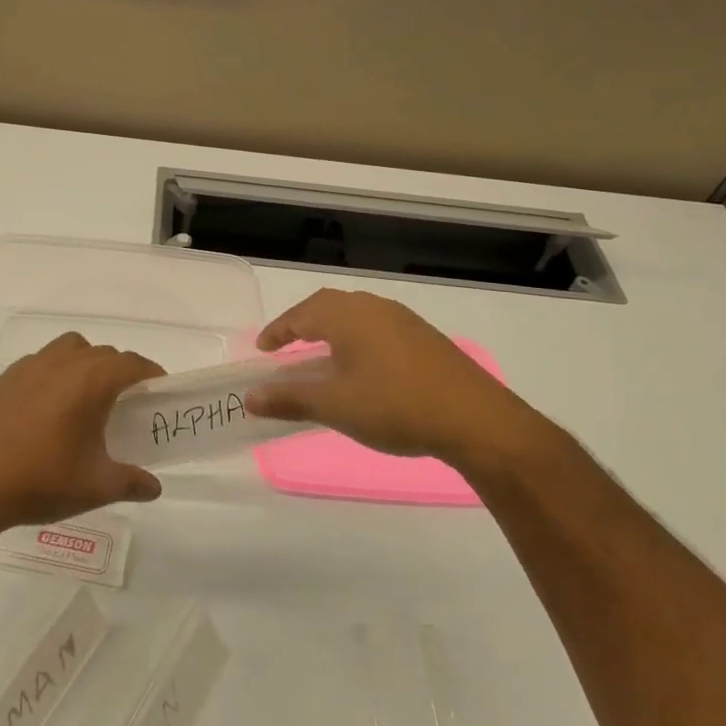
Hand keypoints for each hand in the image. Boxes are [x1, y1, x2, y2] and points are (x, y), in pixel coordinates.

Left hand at [0, 333, 165, 537]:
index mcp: (90, 381)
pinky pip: (41, 362)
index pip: (132, 363)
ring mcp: (29, 367)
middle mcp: (62, 363)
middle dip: (120, 370)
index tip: (159, 391)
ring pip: (70, 349)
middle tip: (127, 403)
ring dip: (86, 363)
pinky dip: (55, 373)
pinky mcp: (4, 379)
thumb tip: (155, 487)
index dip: (151, 374)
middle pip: (103, 353)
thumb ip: (131, 482)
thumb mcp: (94, 487)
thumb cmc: (40, 482)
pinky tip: (47, 408)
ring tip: (86, 398)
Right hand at [244, 289, 567, 481]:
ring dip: (332, 332)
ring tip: (320, 358)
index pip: (301, 314)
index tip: (262, 348)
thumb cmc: (394, 406)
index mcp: (348, 315)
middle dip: (303, 325)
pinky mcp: (425, 339)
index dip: (278, 331)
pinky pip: (377, 329)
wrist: (475, 419)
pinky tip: (362, 368)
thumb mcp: (334, 406)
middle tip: (286, 348)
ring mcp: (404, 321)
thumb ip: (289, 398)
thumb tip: (250, 398)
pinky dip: (357, 341)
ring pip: (356, 316)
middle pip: (328, 307)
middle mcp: (374, 307)